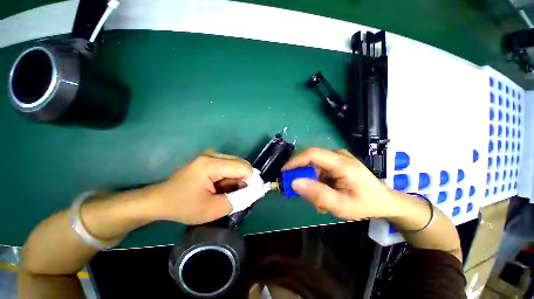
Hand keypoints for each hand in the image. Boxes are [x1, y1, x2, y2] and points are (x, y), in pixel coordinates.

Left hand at [145, 150, 252, 224]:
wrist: (160, 201)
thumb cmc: (183, 206)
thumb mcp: (213, 209)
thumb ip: (238, 200)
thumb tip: (256, 191)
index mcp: (211, 164)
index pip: (243, 167)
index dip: (252, 180)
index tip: (252, 194)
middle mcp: (213, 154)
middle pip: (241, 164)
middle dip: (245, 180)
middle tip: (238, 196)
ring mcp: (211, 155)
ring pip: (236, 165)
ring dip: (237, 179)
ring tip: (227, 193)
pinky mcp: (210, 159)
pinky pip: (229, 166)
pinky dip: (231, 178)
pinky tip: (222, 188)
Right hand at [283, 147, 393, 219]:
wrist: (385, 201)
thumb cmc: (366, 204)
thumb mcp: (342, 206)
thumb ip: (317, 194)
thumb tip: (294, 183)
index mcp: (342, 163)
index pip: (312, 154)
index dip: (295, 161)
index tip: (284, 173)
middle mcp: (338, 155)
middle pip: (311, 162)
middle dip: (304, 179)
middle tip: (306, 196)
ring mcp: (337, 158)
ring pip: (313, 167)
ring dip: (312, 183)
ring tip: (320, 201)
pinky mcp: (336, 162)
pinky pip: (319, 170)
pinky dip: (317, 182)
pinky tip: (325, 194)